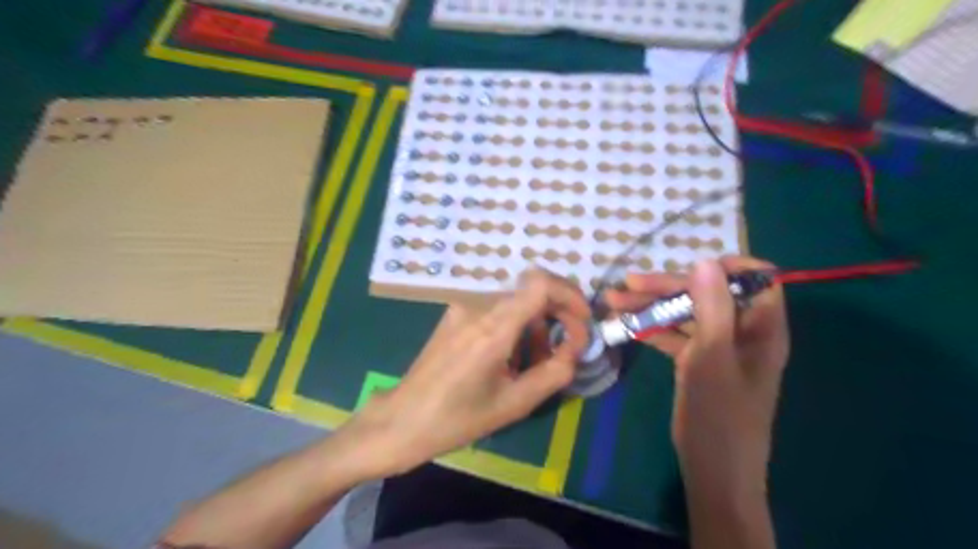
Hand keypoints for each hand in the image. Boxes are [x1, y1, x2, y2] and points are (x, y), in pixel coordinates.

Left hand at [342, 269, 587, 479]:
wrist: (403, 419)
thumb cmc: (458, 419)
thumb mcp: (514, 403)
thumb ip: (554, 373)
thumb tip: (575, 350)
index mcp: (492, 328)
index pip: (539, 283)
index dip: (570, 294)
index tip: (583, 321)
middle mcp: (477, 306)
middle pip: (531, 290)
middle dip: (559, 314)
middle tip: (567, 347)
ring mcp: (462, 307)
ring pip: (516, 301)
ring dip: (537, 324)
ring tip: (536, 362)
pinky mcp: (455, 313)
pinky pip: (496, 309)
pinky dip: (516, 326)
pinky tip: (510, 358)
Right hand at [610, 256, 789, 493]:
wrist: (713, 472)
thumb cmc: (719, 417)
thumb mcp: (712, 359)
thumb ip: (712, 309)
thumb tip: (705, 260)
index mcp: (760, 328)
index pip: (757, 279)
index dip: (728, 266)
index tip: (690, 266)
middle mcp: (741, 331)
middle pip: (707, 294)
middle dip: (667, 287)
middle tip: (627, 285)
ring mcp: (717, 347)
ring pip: (686, 314)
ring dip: (651, 307)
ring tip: (613, 302)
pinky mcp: (698, 362)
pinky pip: (676, 335)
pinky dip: (652, 329)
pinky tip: (626, 325)